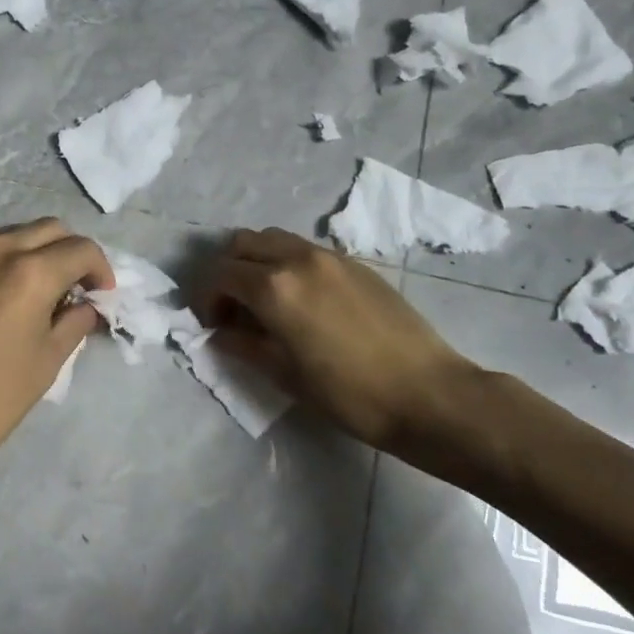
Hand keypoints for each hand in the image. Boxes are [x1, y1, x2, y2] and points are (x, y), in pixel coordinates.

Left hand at [0, 219, 112, 522]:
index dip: (100, 269)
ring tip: (40, 293)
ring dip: (35, 254)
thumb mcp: (47, 361)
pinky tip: (0, 300)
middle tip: (76, 288)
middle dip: (70, 253)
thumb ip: (74, 321)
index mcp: (28, 271)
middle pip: (48, 229)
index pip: (80, 249)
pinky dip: (1, 264)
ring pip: (11, 236)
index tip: (102, 295)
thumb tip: (86, 306)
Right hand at [194, 228, 482, 463]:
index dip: (207, 299)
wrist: (427, 393)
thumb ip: (243, 346)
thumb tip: (220, 333)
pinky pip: (304, 249)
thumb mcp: (284, 375)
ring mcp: (329, 256)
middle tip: (234, 308)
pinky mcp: (354, 263)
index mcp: (274, 286)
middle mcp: (296, 258)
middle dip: (227, 272)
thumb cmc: (348, 393)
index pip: (220, 274)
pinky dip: (287, 263)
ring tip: (265, 300)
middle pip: (242, 244)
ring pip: (274, 239)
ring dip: (257, 262)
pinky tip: (302, 300)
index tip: (213, 325)